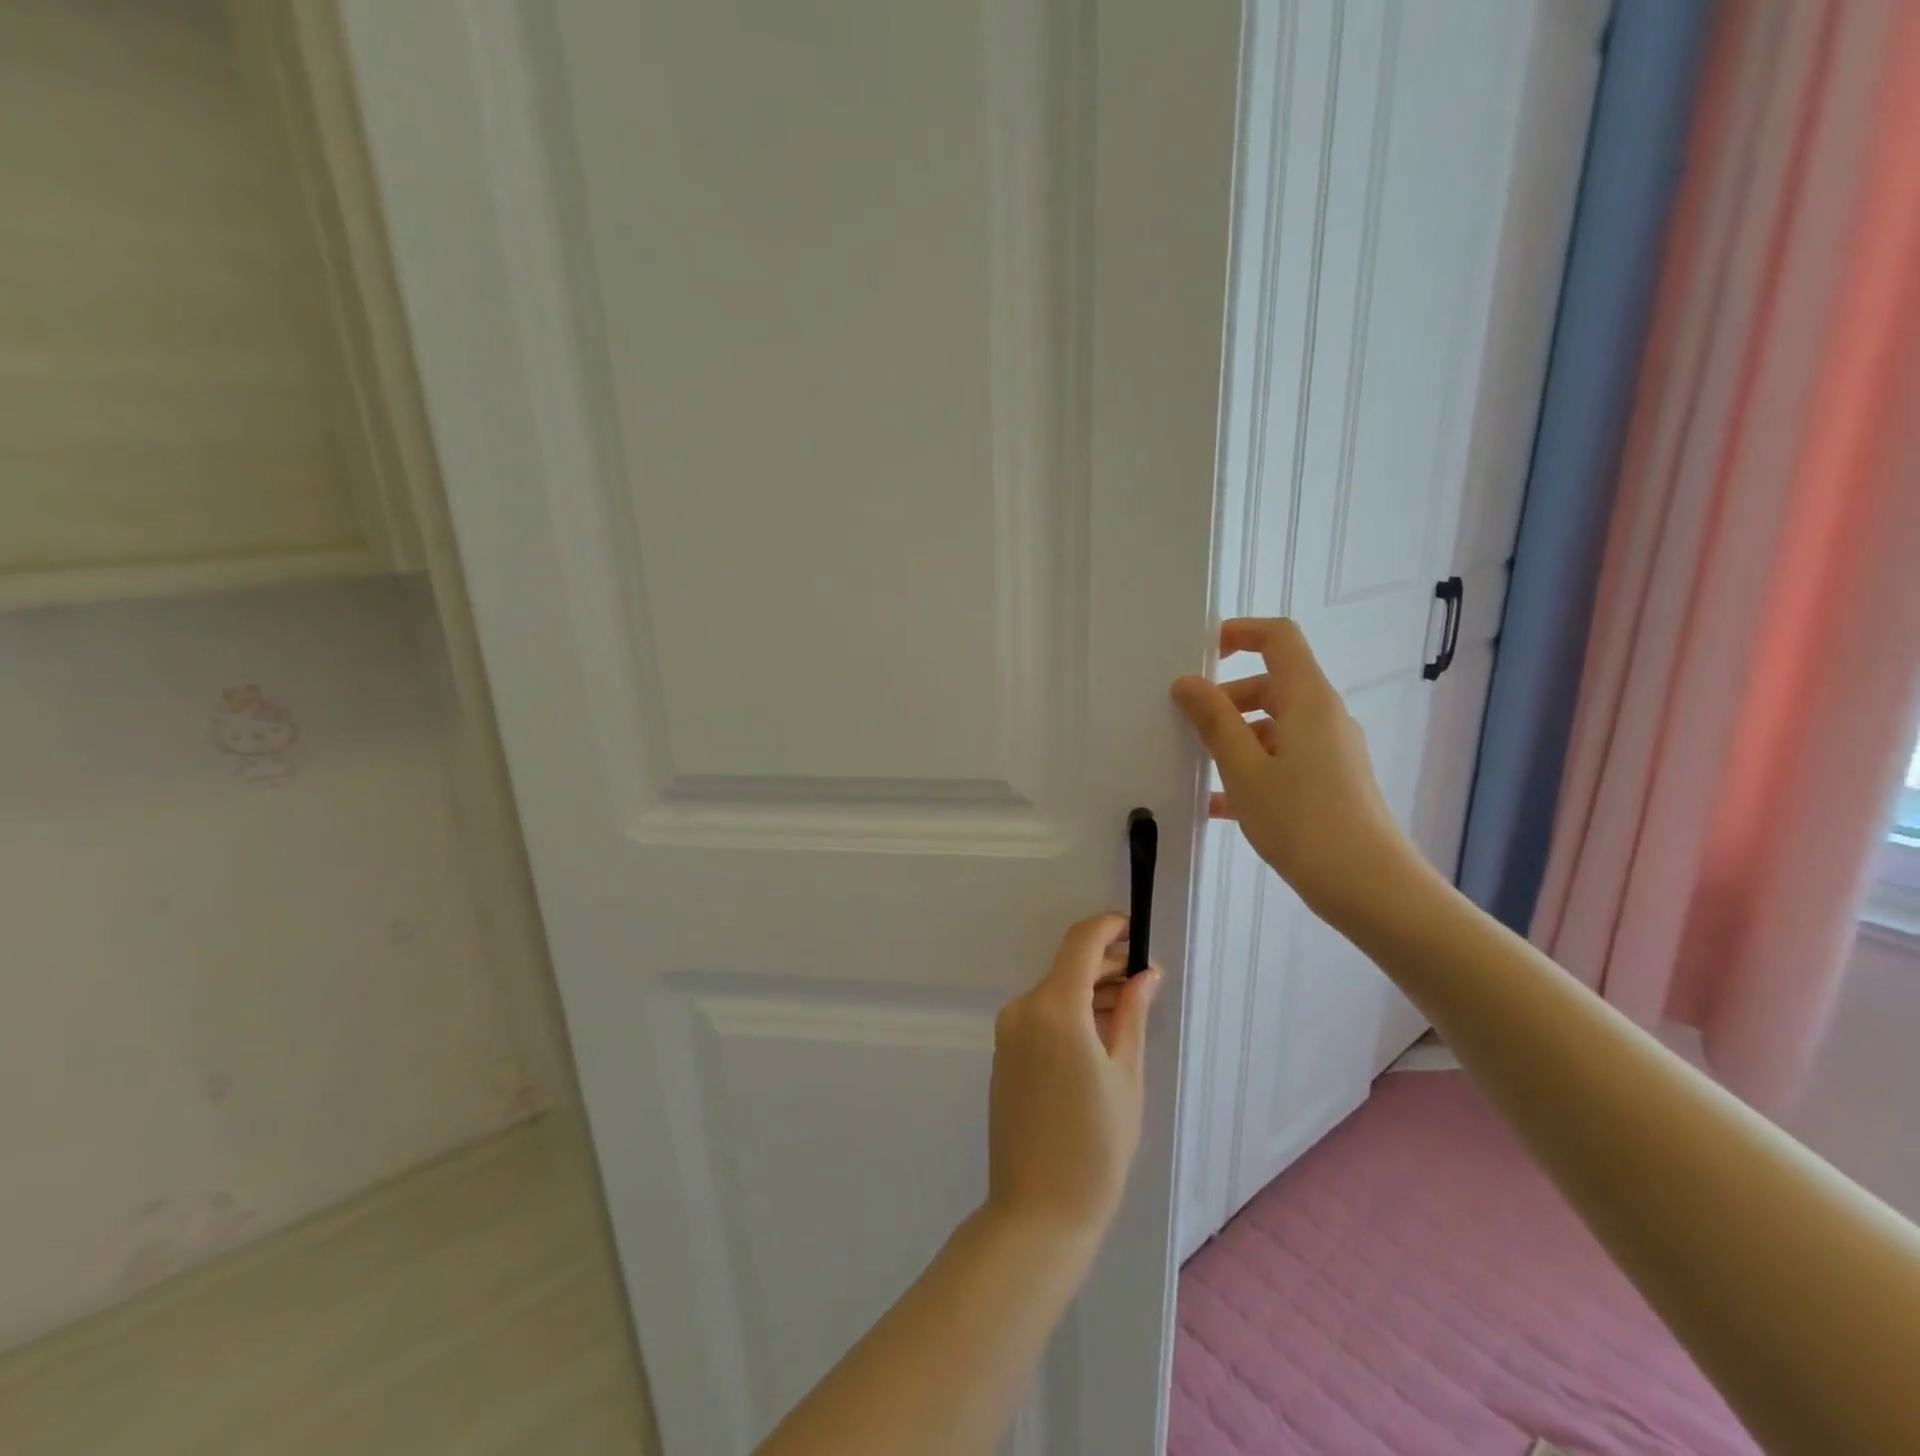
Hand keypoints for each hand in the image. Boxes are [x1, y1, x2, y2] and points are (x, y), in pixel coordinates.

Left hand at [986, 914, 1162, 1239]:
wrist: (1038, 1210)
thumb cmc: (1096, 1145)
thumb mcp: (1126, 1076)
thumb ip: (1132, 1014)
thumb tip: (1146, 972)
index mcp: (1054, 1008)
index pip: (1080, 942)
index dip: (1109, 926)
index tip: (1136, 929)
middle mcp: (1023, 1008)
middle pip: (1067, 966)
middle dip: (1106, 962)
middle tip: (1146, 976)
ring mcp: (1008, 1031)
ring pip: (1055, 991)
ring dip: (1089, 988)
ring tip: (1130, 1005)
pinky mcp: (1004, 1052)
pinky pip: (1041, 1015)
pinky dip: (1070, 1011)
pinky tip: (1100, 1031)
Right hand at [1171, 617, 1424, 925]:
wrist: (1370, 888)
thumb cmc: (1303, 821)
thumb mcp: (1245, 770)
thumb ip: (1214, 722)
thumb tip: (1187, 683)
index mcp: (1308, 700)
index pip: (1278, 638)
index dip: (1239, 633)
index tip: (1200, 655)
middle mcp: (1324, 716)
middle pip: (1271, 684)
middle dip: (1226, 698)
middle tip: (1186, 726)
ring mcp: (1331, 751)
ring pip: (1274, 726)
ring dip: (1234, 738)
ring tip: (1196, 768)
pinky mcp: (1331, 782)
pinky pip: (1283, 759)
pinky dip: (1252, 768)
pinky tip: (1218, 804)